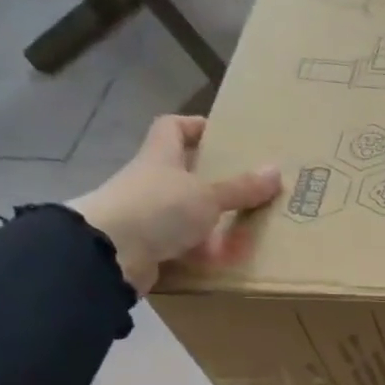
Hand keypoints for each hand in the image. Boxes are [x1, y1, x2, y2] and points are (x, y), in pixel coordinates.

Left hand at [66, 116, 281, 294]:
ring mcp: (147, 215)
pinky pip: (182, 244)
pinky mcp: (148, 246)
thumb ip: (240, 188)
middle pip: (181, 171)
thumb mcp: (207, 196)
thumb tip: (275, 171)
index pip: (172, 128)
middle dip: (211, 178)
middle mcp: (151, 181)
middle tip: (245, 185)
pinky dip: (202, 250)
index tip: (222, 134)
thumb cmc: (159, 208)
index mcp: (160, 157)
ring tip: (243, 225)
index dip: (195, 126)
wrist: (109, 253)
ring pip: (184, 211)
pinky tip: (225, 259)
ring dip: (210, 219)